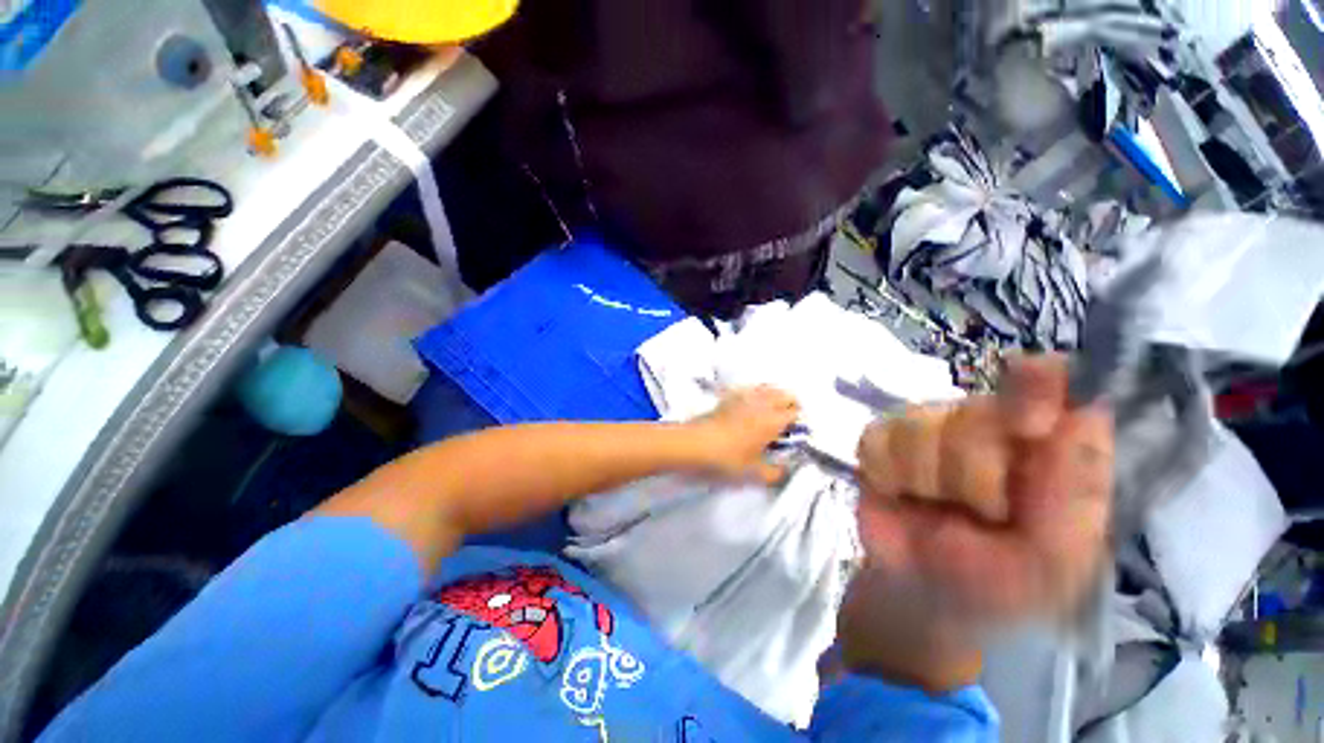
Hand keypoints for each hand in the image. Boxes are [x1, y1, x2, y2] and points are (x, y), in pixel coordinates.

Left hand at [688, 386, 799, 484]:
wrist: (693, 444)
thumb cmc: (727, 459)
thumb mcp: (754, 474)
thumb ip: (775, 473)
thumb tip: (785, 470)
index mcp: (773, 420)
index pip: (796, 413)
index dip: (799, 424)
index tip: (794, 437)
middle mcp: (762, 403)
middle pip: (785, 395)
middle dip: (790, 406)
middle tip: (785, 425)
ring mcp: (744, 396)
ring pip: (768, 388)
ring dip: (774, 397)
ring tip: (769, 414)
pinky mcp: (728, 396)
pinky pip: (750, 389)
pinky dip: (756, 394)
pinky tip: (750, 407)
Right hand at [841, 355, 1112, 687]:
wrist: (920, 596)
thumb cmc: (1000, 585)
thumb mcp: (1055, 561)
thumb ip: (1075, 495)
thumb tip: (1088, 411)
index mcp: (1045, 445)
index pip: (1048, 380)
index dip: (1037, 386)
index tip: (1029, 426)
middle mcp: (986, 424)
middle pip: (975, 411)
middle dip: (975, 473)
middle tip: (982, 514)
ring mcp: (926, 428)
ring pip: (919, 426)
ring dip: (927, 481)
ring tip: (933, 508)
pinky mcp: (880, 440)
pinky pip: (877, 439)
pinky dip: (888, 475)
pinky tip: (900, 495)